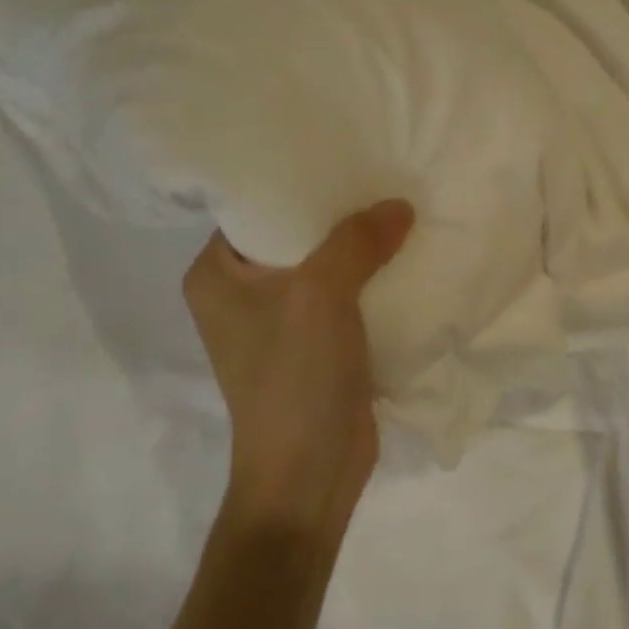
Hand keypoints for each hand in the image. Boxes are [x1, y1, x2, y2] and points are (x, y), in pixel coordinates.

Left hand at [182, 200, 414, 543]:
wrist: (310, 474)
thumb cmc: (295, 380)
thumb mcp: (320, 297)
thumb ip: (356, 242)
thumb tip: (398, 205)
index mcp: (217, 275)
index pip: (255, 207)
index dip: (301, 181)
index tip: (347, 153)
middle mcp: (243, 295)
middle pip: (298, 237)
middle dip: (343, 215)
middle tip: (387, 177)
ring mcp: (282, 325)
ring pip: (328, 270)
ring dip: (364, 252)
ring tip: (406, 211)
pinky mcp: (318, 349)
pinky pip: (348, 301)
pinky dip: (375, 285)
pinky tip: (410, 262)